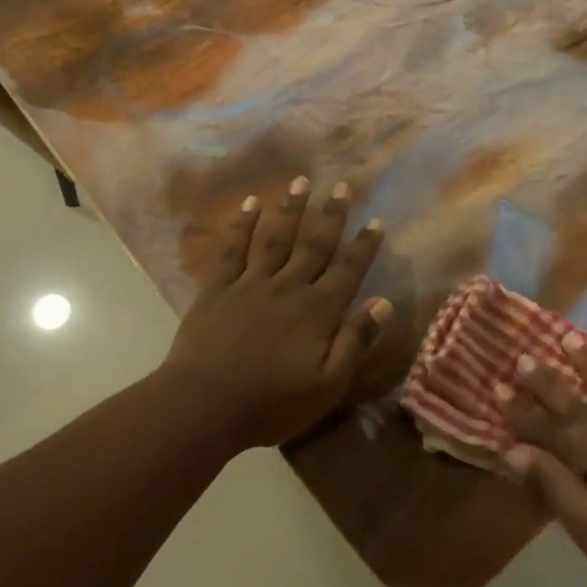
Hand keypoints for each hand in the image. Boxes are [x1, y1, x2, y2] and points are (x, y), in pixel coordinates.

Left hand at [162, 177, 390, 449]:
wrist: (204, 406)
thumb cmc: (272, 403)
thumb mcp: (328, 385)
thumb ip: (355, 341)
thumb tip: (382, 302)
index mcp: (317, 311)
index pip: (348, 271)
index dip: (364, 246)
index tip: (376, 221)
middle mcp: (288, 287)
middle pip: (315, 245)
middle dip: (331, 215)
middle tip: (342, 185)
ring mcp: (250, 284)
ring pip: (275, 238)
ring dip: (290, 209)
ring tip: (300, 181)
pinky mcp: (218, 289)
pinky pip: (232, 250)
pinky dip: (241, 225)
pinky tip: (249, 204)